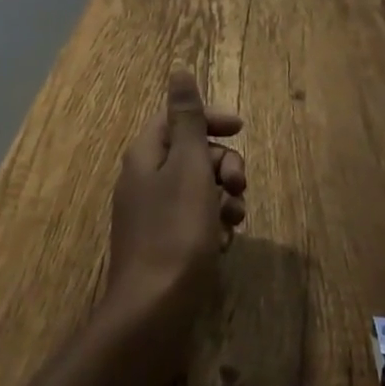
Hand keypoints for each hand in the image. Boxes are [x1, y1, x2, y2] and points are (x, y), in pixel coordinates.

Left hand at [104, 71, 246, 343]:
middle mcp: (143, 180)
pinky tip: (224, 244)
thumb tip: (179, 69)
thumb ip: (187, 118)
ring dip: (222, 196)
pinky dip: (212, 225)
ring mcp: (150, 217)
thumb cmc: (175, 232)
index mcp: (145, 154)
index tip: (241, 129)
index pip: (176, 118)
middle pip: (189, 153)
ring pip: (196, 190)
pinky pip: (192, 223)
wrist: (152, 316)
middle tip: (241, 184)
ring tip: (236, 219)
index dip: (209, 119)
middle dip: (222, 163)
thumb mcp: (188, 166)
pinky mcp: (161, 249)